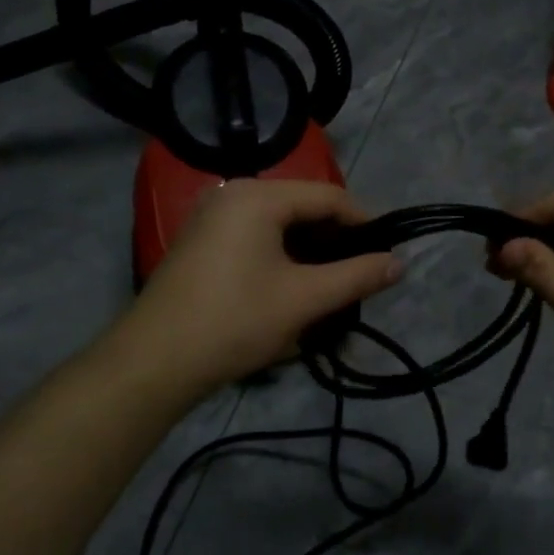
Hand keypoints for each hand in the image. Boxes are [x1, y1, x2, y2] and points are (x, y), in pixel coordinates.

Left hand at [103, 179, 399, 401]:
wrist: (154, 361)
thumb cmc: (235, 320)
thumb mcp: (304, 299)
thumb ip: (357, 276)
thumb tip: (399, 263)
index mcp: (258, 195)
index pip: (328, 196)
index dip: (364, 223)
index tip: (386, 254)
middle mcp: (232, 193)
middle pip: (302, 207)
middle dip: (334, 241)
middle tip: (359, 275)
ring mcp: (211, 216)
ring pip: (278, 225)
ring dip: (309, 253)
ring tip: (331, 286)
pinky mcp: (200, 241)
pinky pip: (254, 237)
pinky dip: (280, 257)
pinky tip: (292, 288)